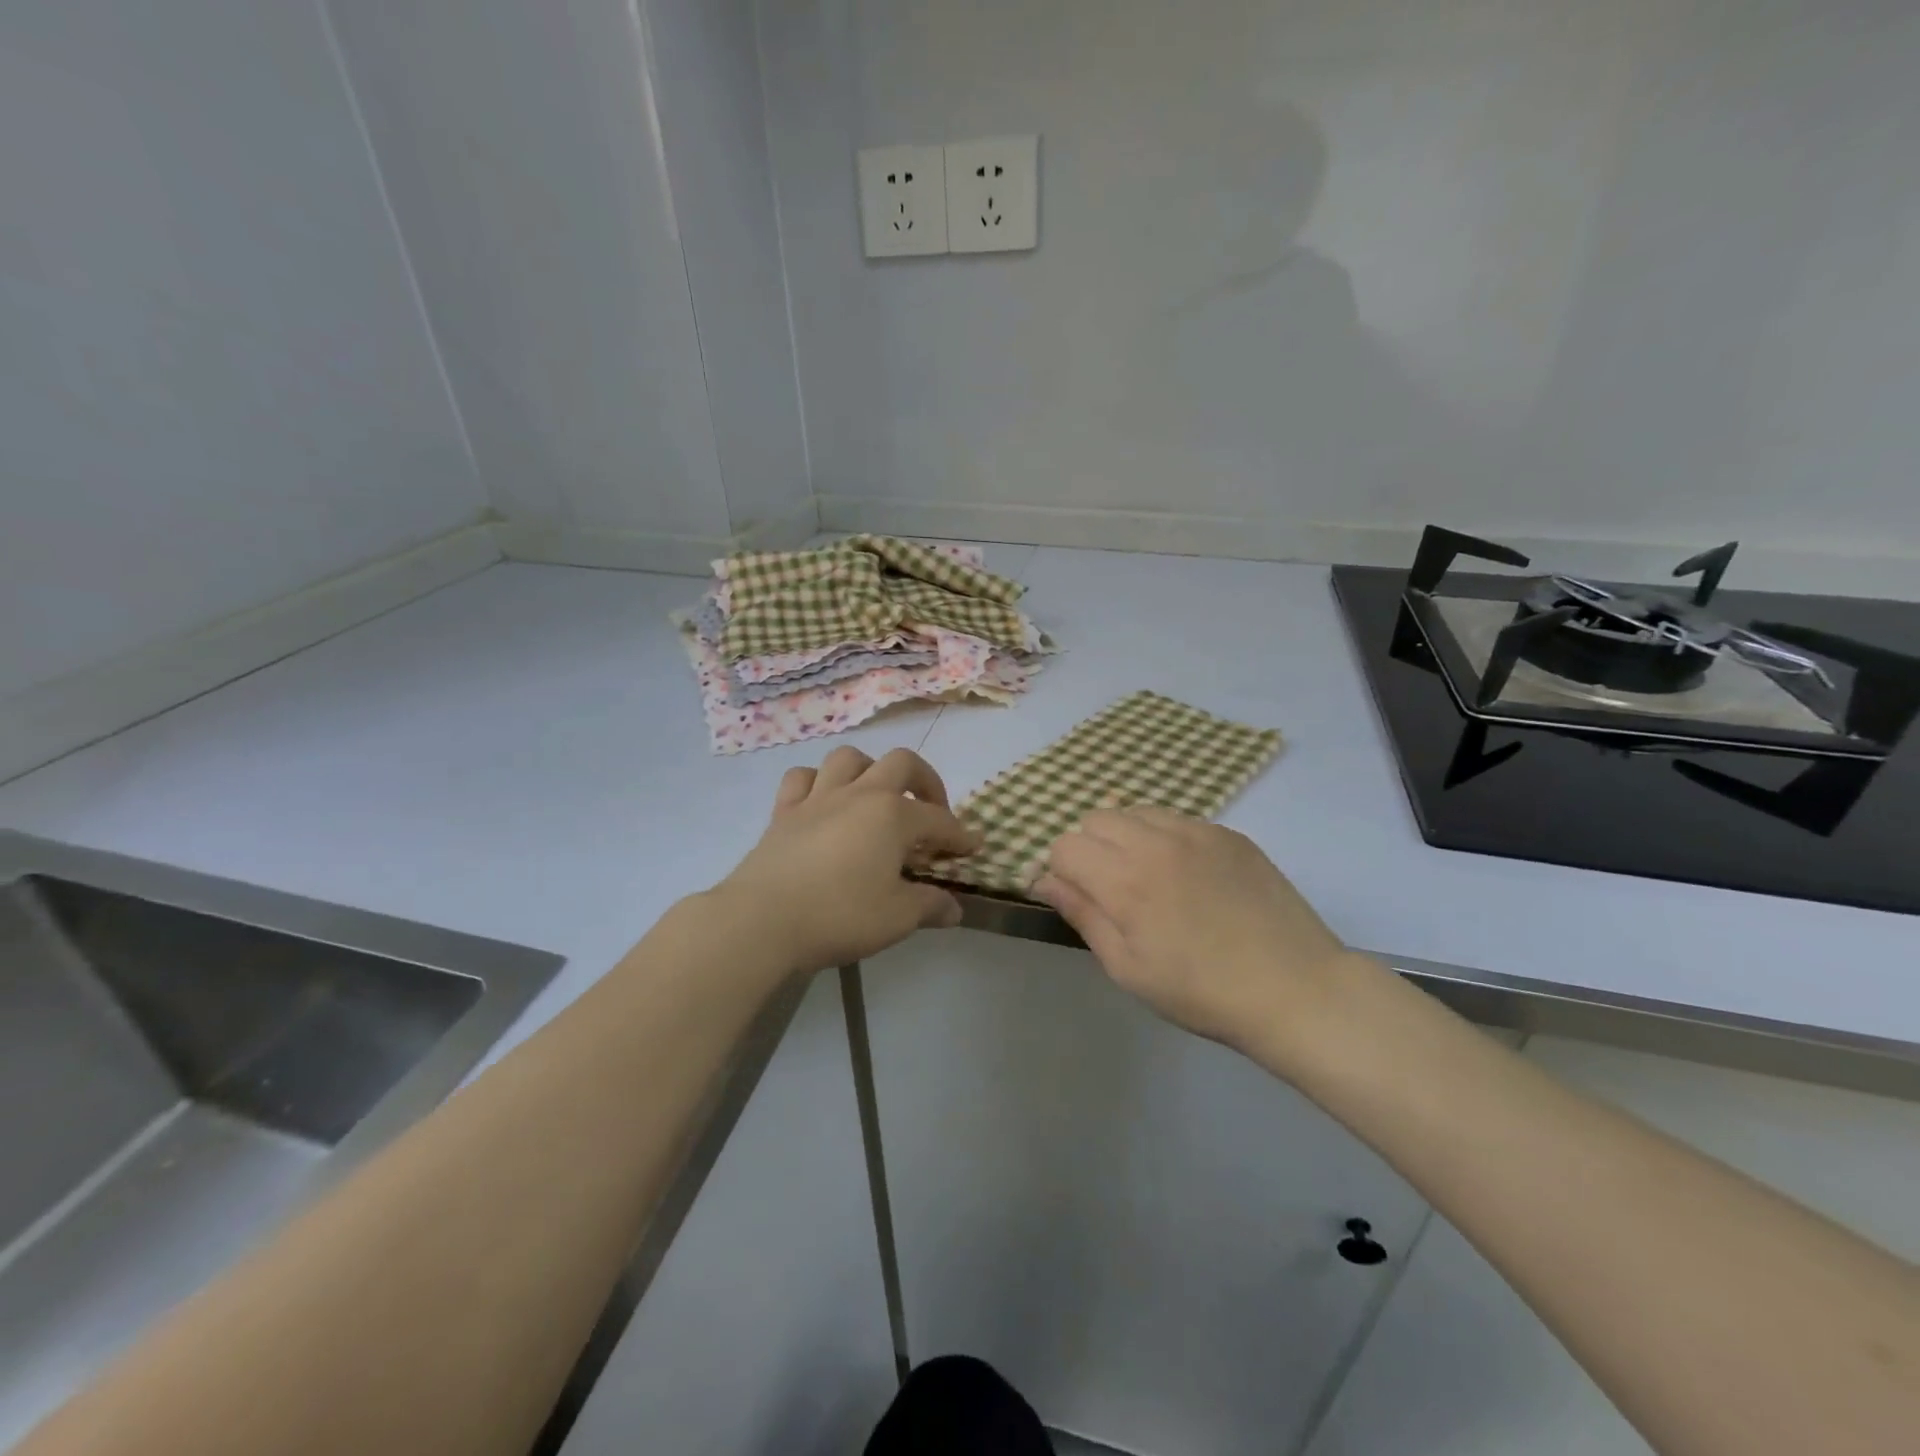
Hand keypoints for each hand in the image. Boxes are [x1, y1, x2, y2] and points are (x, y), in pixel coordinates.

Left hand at [716, 746, 980, 974]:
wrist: (762, 920)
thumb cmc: (839, 915)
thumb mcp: (897, 917)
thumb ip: (930, 906)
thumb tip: (954, 908)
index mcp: (893, 815)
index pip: (939, 820)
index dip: (960, 835)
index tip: (971, 848)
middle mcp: (859, 794)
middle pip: (901, 763)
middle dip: (925, 781)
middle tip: (931, 811)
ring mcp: (818, 798)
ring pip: (849, 759)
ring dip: (870, 770)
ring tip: (877, 797)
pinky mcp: (784, 812)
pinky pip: (802, 778)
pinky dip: (818, 782)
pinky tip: (824, 802)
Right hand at [1032, 807, 1356, 1059]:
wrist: (1295, 988)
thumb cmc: (1201, 991)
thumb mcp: (1128, 967)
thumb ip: (1082, 915)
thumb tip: (1044, 880)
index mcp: (1125, 880)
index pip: (1065, 846)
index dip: (1062, 873)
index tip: (1080, 899)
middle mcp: (1155, 842)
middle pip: (1096, 818)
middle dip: (1090, 849)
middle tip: (1114, 891)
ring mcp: (1197, 831)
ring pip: (1135, 811)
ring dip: (1126, 837)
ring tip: (1149, 878)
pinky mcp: (1228, 833)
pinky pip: (1177, 819)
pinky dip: (1165, 838)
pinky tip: (1188, 876)